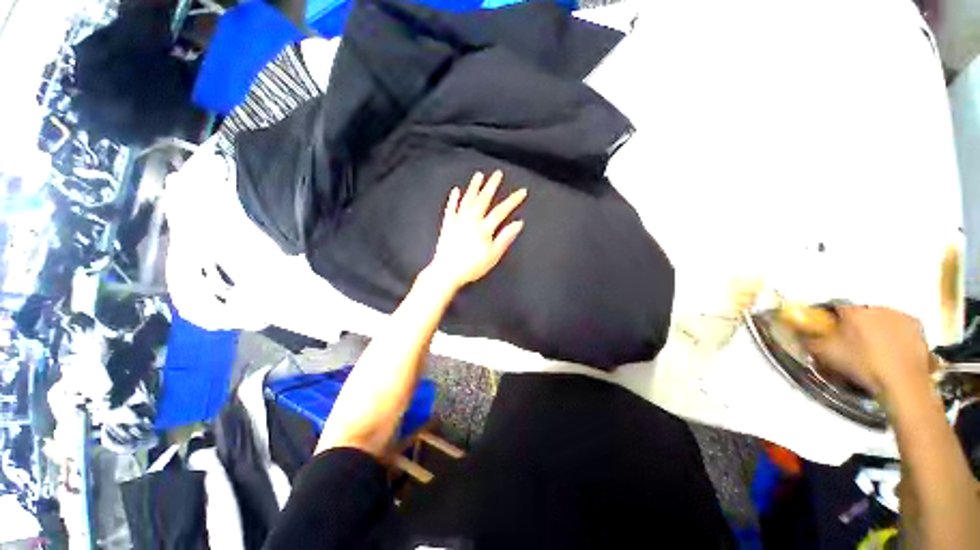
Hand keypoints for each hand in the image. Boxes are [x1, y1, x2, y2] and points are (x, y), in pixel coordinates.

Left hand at [427, 170, 526, 290]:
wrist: (447, 272)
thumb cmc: (472, 266)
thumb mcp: (493, 255)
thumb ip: (505, 238)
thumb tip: (518, 223)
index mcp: (484, 228)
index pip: (501, 211)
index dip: (512, 201)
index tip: (522, 191)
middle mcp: (471, 220)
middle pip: (483, 200)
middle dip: (491, 186)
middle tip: (497, 173)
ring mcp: (458, 221)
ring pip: (467, 200)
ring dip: (473, 187)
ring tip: (478, 175)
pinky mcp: (447, 225)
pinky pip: (450, 209)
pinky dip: (453, 199)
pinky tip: (455, 190)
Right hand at [801, 306, 932, 396]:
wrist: (903, 383)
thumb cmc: (863, 366)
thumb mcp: (827, 355)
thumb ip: (810, 341)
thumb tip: (800, 335)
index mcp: (853, 311)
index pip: (835, 306)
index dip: (830, 317)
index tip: (828, 329)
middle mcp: (876, 307)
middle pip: (860, 312)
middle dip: (855, 323)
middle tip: (852, 342)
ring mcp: (900, 316)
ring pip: (881, 318)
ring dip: (876, 328)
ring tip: (874, 349)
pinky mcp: (917, 327)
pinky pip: (900, 326)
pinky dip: (895, 335)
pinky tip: (892, 351)